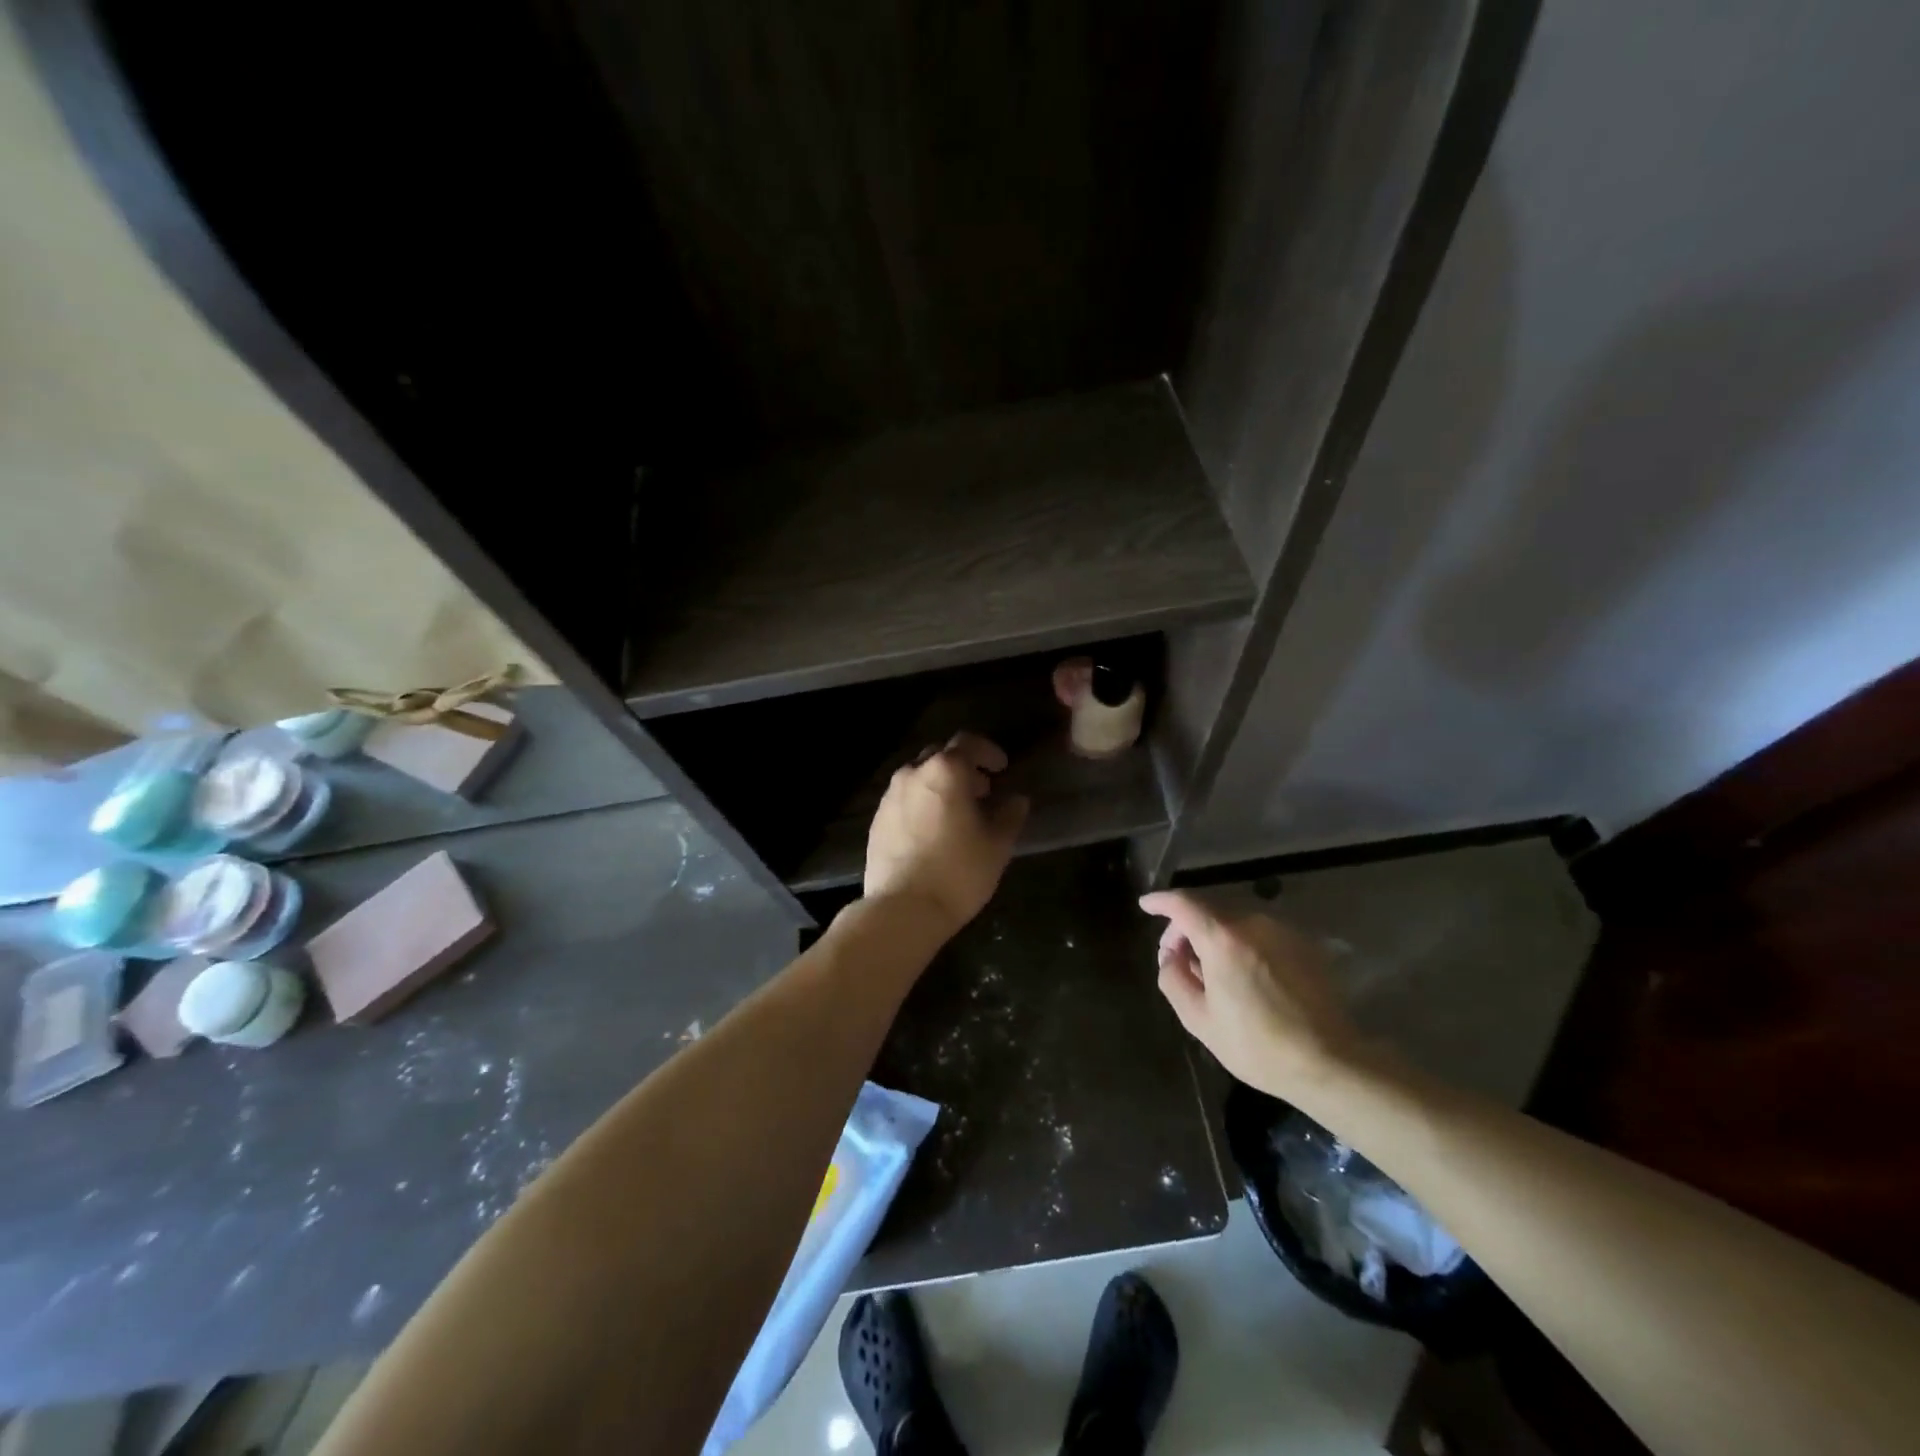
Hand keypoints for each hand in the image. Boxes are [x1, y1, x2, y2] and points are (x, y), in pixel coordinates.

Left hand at [865, 732, 1028, 937]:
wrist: (902, 909)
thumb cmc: (958, 872)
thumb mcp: (997, 845)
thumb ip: (1010, 815)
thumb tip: (1016, 800)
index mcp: (945, 771)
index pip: (968, 743)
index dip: (988, 752)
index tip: (1001, 769)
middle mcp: (913, 774)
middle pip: (940, 756)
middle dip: (963, 768)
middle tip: (982, 791)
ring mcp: (890, 796)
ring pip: (919, 777)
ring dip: (940, 786)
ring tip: (957, 813)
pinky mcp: (877, 820)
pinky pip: (904, 800)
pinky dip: (922, 803)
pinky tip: (932, 831)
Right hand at [1139, 891, 1364, 1100]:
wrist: (1329, 1062)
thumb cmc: (1256, 1045)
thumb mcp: (1198, 1019)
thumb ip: (1173, 978)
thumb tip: (1170, 955)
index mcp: (1222, 938)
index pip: (1183, 903)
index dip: (1160, 901)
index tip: (1146, 905)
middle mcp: (1253, 922)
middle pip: (1209, 910)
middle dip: (1186, 928)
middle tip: (1178, 959)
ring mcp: (1283, 931)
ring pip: (1236, 922)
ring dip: (1216, 937)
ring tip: (1212, 972)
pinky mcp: (1304, 944)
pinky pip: (1261, 934)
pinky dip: (1242, 944)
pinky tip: (1244, 976)